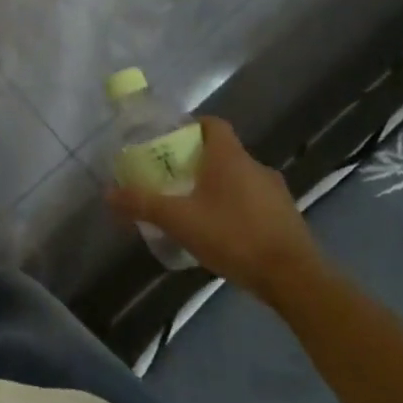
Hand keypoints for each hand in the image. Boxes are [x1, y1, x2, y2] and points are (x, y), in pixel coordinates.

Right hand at [106, 116, 324, 303]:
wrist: (294, 278)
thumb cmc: (232, 235)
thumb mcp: (179, 220)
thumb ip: (142, 204)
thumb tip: (108, 192)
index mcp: (230, 157)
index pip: (212, 124)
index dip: (190, 127)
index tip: (169, 141)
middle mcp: (255, 166)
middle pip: (222, 152)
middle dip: (196, 162)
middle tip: (171, 179)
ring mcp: (275, 192)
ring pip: (239, 179)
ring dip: (217, 187)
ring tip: (193, 208)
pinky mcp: (286, 217)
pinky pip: (253, 202)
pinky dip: (235, 208)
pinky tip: (221, 232)